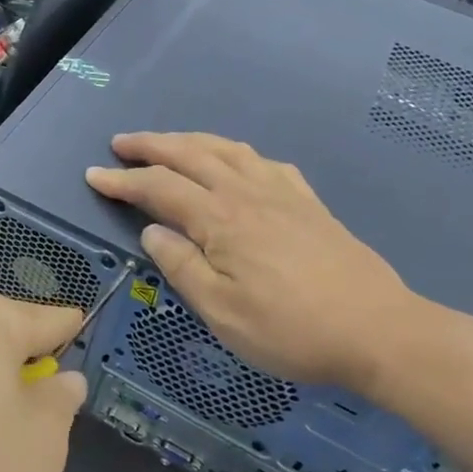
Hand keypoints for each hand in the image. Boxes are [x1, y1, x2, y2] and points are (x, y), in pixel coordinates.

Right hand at [87, 132, 420, 390]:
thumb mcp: (222, 312)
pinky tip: (236, 162)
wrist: (378, 330)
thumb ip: (182, 267)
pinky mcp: (309, 202)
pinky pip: (264, 161)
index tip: (93, 175)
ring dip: (190, 141)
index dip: (123, 180)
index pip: (159, 188)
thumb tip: (152, 232)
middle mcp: (247, 193)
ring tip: (168, 143)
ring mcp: (282, 193)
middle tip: (121, 143)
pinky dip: (236, 153)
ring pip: (227, 150)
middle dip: (151, 145)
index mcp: (221, 219)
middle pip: (190, 155)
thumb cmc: (291, 330)